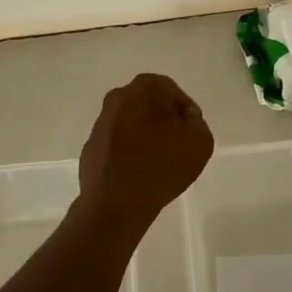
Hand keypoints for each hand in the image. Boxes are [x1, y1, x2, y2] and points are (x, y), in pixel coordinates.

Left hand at [77, 74, 213, 233]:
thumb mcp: (201, 142)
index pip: (172, 92)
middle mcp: (119, 97)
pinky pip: (116, 144)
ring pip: (130, 123)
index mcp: (146, 88)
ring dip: (143, 136)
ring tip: (157, 163)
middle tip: (176, 146)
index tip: (190, 134)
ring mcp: (101, 122)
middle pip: (149, 105)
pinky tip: (137, 173)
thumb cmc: (162, 166)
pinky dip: (126, 152)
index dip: (185, 113)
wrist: (116, 204)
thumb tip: (183, 119)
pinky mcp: (90, 146)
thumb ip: (197, 123)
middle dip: (162, 121)